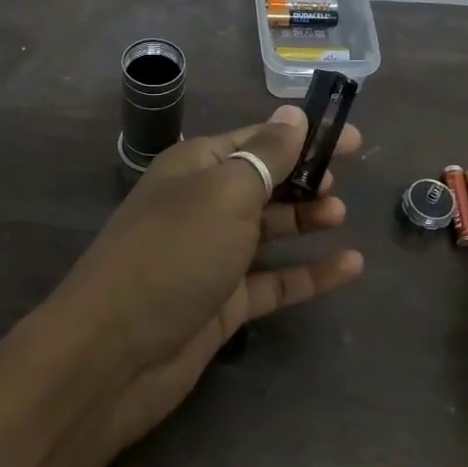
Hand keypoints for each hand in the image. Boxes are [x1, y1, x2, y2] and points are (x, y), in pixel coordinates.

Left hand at [50, 105, 365, 451]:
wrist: (115, 353)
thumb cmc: (173, 254)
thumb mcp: (224, 193)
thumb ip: (265, 155)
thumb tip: (293, 113)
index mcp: (195, 167)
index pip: (257, 139)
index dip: (303, 135)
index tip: (353, 139)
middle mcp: (203, 207)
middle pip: (263, 183)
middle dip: (303, 177)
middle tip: (342, 181)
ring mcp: (212, 258)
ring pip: (269, 231)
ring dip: (305, 220)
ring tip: (341, 215)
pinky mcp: (224, 304)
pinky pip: (274, 282)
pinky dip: (309, 274)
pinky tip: (350, 267)